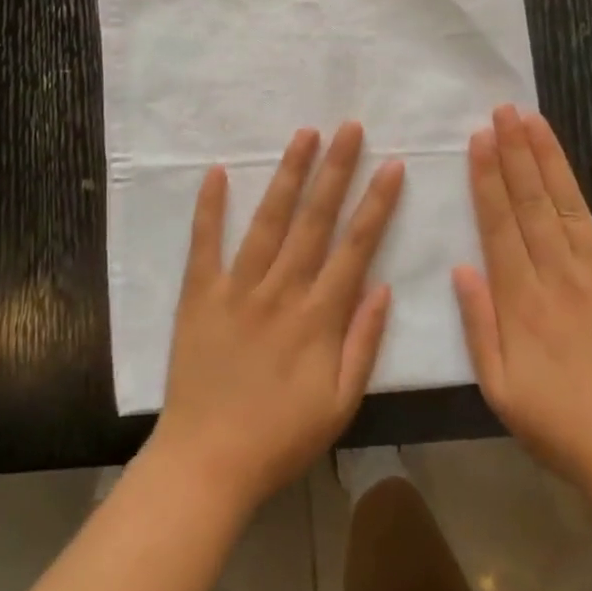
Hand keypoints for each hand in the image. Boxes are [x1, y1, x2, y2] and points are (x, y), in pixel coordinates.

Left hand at [150, 122, 403, 514]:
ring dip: (288, 174)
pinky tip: (218, 171)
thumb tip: (383, 286)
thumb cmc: (280, 438)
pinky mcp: (200, 294)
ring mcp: (237, 288)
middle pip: (315, 220)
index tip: (391, 165)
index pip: (356, 247)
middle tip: (350, 127)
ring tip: (304, 134)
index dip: (376, 204)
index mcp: (319, 317)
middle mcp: (282, 290)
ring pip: (269, 220)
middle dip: (336, 170)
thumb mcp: (341, 404)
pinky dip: (210, 207)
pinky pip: (205, 243)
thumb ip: (364, 343)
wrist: (207, 463)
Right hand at [452, 105, 591, 501]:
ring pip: (571, 205)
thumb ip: (477, 324)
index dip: (487, 177)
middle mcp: (560, 274)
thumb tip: (461, 266)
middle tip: (504, 110)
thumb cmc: (557, 425)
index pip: (499, 223)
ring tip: (536, 121)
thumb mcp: (498, 387)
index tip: (478, 138)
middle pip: (532, 202)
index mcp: (522, 298)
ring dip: (552, 160)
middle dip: (515, 151)